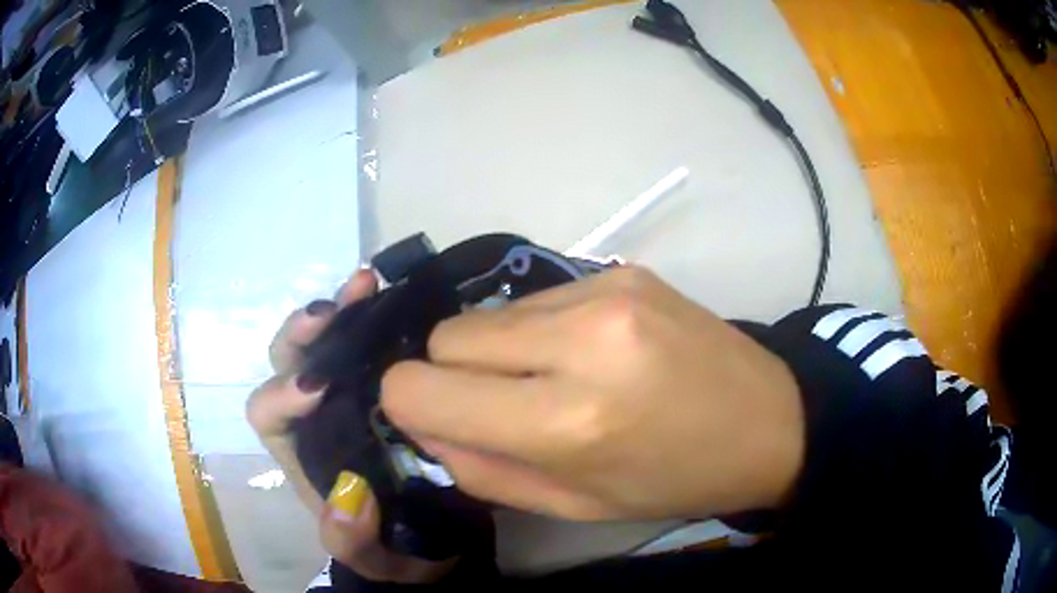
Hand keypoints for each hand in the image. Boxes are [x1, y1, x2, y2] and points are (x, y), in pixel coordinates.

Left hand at [246, 270, 455, 582]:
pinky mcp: (382, 381)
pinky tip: (393, 295)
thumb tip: (346, 496)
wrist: (436, 537)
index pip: (266, 412)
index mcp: (297, 451)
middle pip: (287, 362)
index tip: (317, 391)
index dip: (281, 394)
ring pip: (325, 342)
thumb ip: (350, 539)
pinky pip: (368, 340)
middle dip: (302, 334)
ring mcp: (348, 393)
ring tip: (366, 283)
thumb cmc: (393, 548)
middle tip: (331, 313)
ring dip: (340, 309)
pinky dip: (374, 314)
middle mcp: (313, 415)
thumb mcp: (371, 557)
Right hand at [382, 266, 804, 520]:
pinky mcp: (622, 270)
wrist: (769, 420)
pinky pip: (534, 298)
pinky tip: (587, 353)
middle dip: (454, 375)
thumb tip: (420, 421)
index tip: (433, 416)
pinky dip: (538, 330)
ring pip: (487, 312)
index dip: (409, 403)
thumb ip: (480, 467)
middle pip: (447, 336)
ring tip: (553, 379)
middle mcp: (581, 340)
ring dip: (498, 350)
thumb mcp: (574, 503)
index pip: (421, 388)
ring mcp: (604, 291)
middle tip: (504, 404)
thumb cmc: (674, 480)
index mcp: (568, 420)